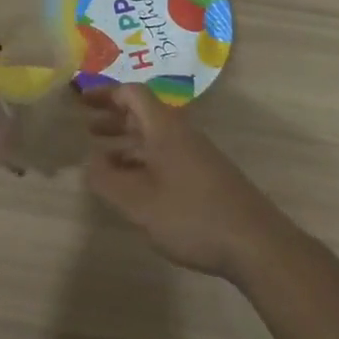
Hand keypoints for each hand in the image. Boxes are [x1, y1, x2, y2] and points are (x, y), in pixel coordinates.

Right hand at [82, 84, 285, 279]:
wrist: (256, 244)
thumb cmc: (191, 215)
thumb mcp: (138, 202)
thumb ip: (107, 181)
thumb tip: (88, 162)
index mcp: (164, 127)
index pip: (132, 93)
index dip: (105, 94)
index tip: (82, 102)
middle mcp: (181, 133)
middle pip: (144, 112)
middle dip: (114, 117)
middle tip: (87, 128)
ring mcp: (197, 155)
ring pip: (155, 137)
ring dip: (127, 142)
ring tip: (103, 159)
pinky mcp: (207, 177)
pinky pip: (166, 155)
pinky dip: (144, 161)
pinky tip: (135, 186)